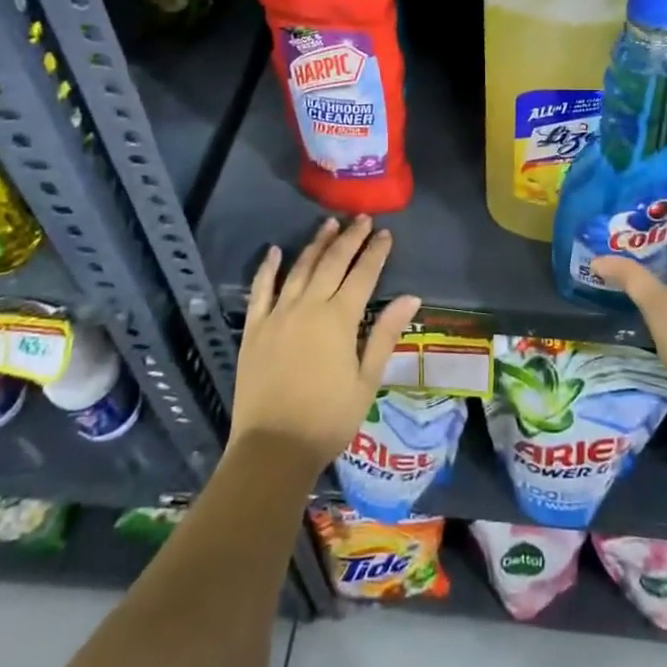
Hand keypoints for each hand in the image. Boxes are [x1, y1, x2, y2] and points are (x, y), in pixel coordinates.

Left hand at [230, 215, 421, 469]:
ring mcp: (278, 315)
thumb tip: (411, 297)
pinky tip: (275, 251)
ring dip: (316, 244)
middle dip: (349, 238)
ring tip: (329, 224)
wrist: (273, 448)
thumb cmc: (328, 419)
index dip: (376, 252)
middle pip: (332, 262)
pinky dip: (268, 268)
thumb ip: (385, 334)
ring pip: (300, 268)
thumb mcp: (367, 380)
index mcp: (339, 319)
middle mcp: (309, 306)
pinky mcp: (254, 328)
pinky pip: (261, 290)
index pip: (363, 274)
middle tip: (362, 219)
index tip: (386, 233)